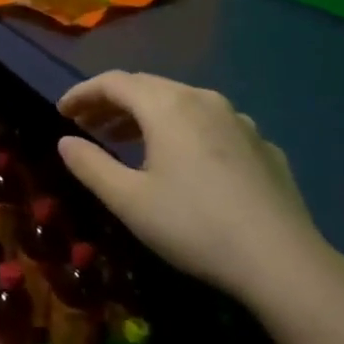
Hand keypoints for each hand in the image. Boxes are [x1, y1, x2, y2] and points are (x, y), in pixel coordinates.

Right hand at [56, 71, 337, 313]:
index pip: (114, 82)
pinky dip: (183, 132)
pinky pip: (210, 125)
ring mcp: (238, 120)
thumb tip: (65, 141)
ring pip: (181, 104)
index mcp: (167, 106)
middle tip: (88, 125)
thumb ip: (90, 165)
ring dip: (146, 116)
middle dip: (112, 102)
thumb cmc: (193, 225)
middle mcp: (203, 100)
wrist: (282, 260)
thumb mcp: (128, 200)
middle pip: (148, 87)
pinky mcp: (261, 145)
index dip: (82, 93)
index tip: (61, 112)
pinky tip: (183, 163)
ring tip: (126, 141)